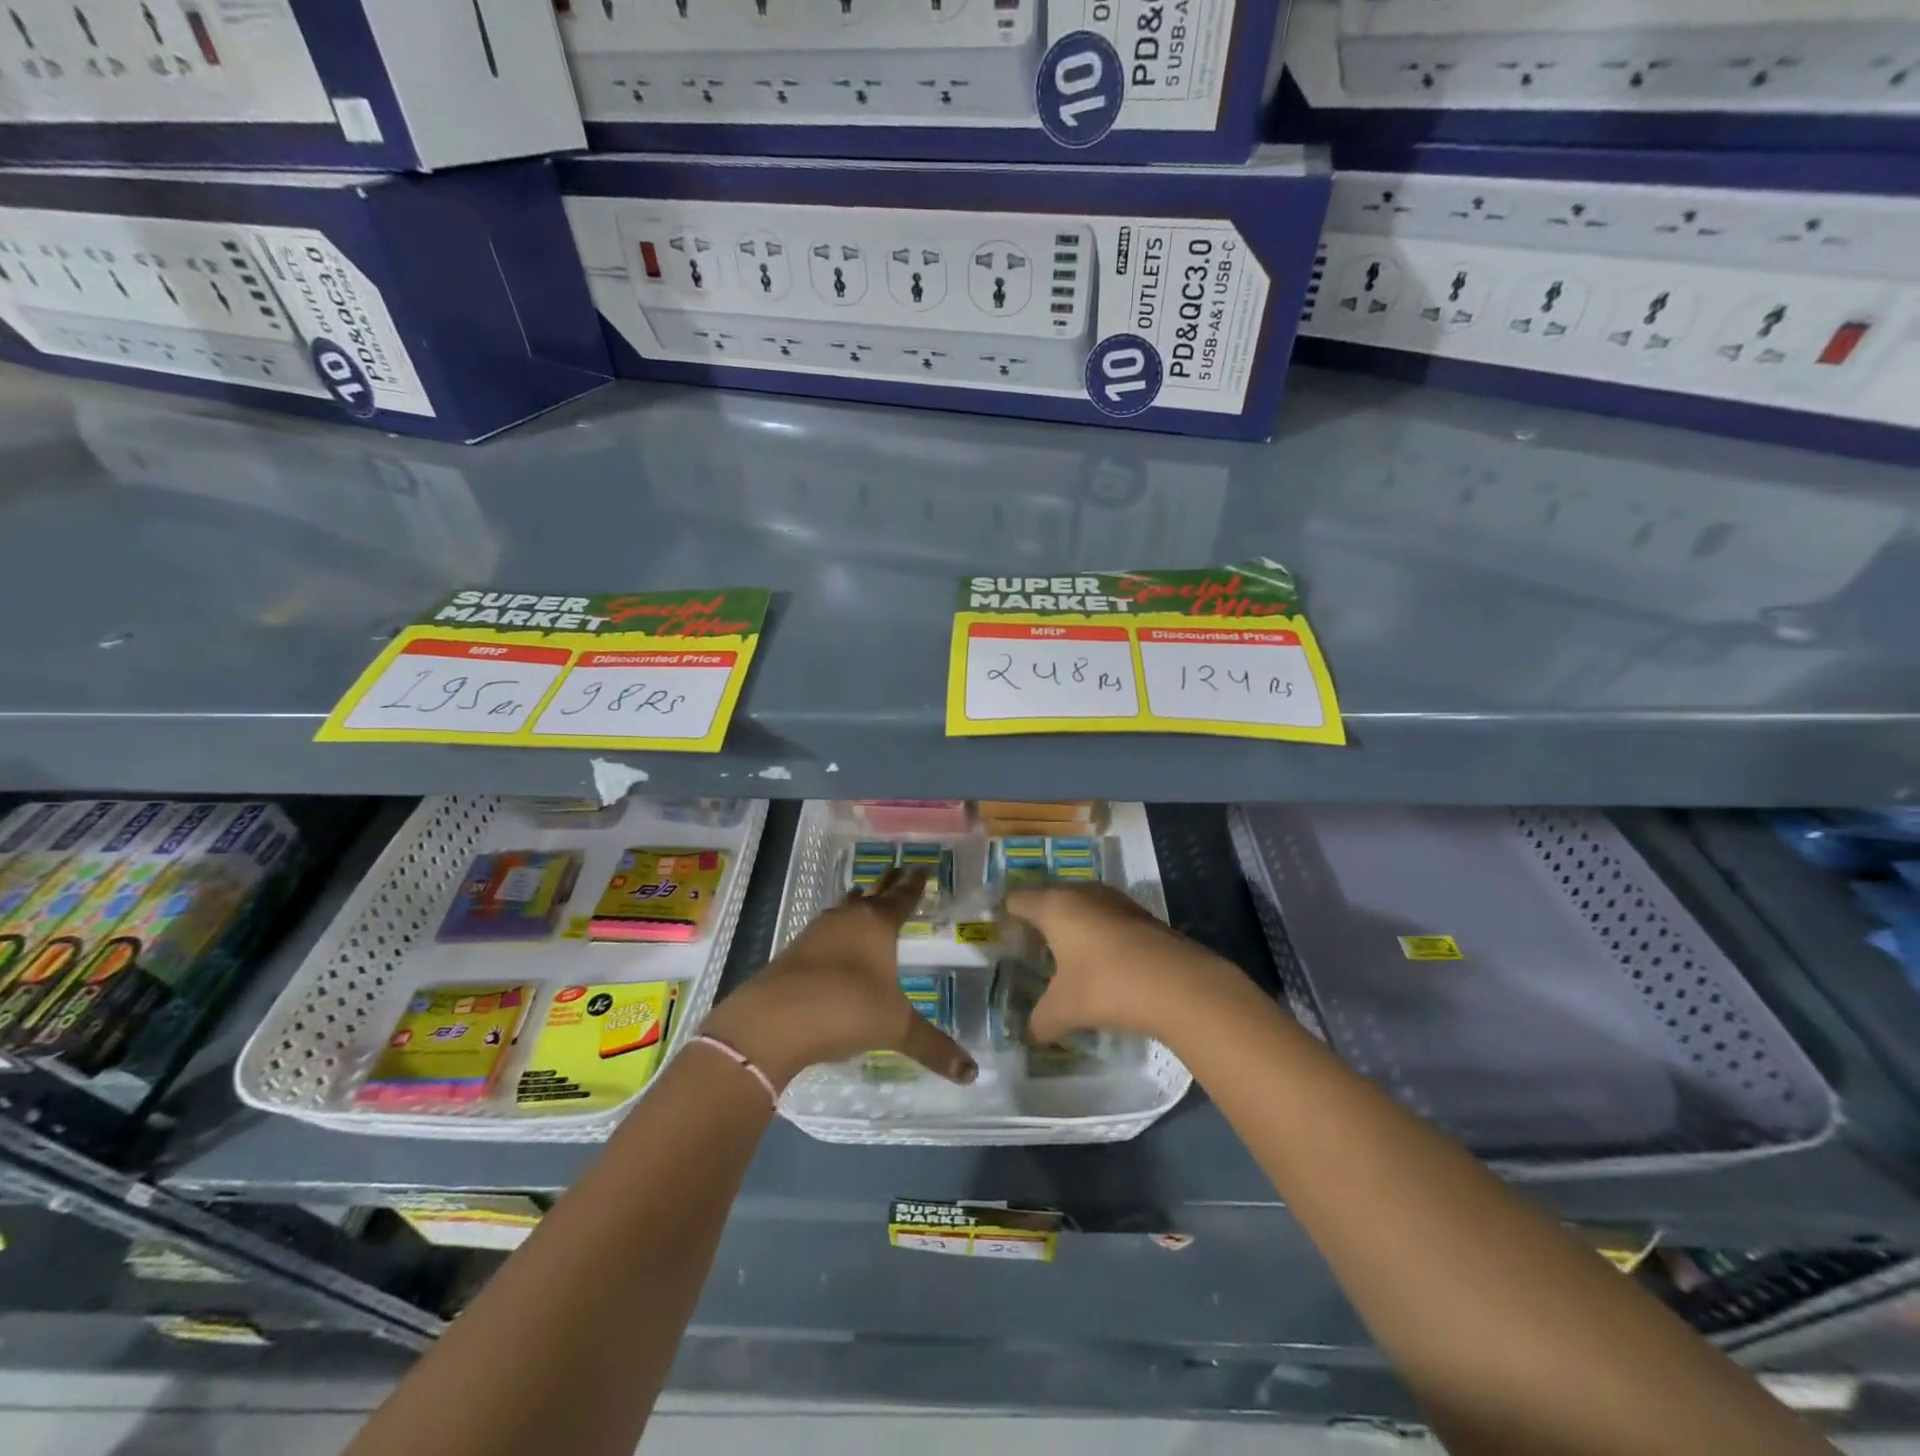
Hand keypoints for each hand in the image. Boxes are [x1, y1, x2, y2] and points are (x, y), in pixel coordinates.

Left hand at [702, 868, 976, 1089]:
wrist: (773, 1020)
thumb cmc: (846, 1009)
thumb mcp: (895, 1029)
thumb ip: (933, 1047)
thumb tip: (972, 1072)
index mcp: (878, 925)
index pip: (903, 897)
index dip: (915, 884)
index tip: (922, 868)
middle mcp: (848, 919)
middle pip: (873, 893)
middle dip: (888, 883)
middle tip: (899, 870)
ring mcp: (817, 932)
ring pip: (844, 908)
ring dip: (857, 902)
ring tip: (866, 898)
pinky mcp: (794, 951)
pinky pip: (824, 929)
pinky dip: (836, 928)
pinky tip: (836, 941)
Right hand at [1005, 882, 1244, 1046]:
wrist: (1180, 985)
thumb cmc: (1107, 986)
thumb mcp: (1064, 1010)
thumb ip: (1040, 1020)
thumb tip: (1030, 1034)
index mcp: (1055, 906)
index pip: (1018, 900)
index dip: (1006, 916)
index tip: (1000, 936)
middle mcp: (1083, 893)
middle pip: (1049, 898)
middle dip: (1039, 921)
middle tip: (1029, 949)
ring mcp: (1116, 901)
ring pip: (1081, 906)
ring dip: (1072, 927)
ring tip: (1064, 957)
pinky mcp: (1141, 915)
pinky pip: (1106, 918)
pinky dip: (1098, 934)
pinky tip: (1100, 963)